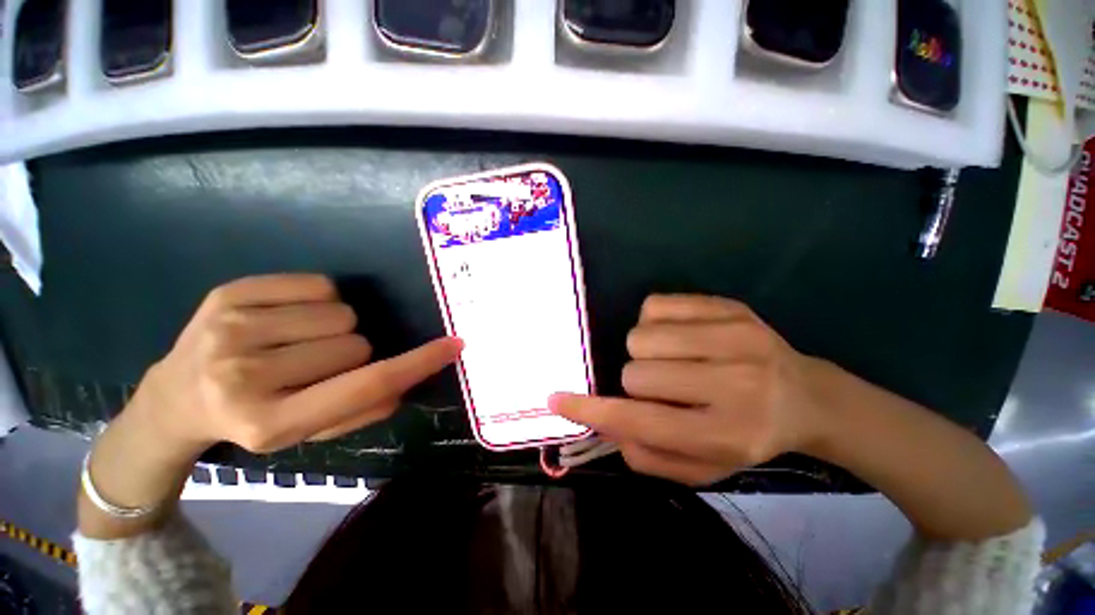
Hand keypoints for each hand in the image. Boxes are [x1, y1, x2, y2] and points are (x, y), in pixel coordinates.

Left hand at [129, 274, 462, 456]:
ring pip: (342, 314)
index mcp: (270, 422)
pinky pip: (318, 285)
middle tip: (317, 368)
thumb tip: (404, 380)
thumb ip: (362, 410)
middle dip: (354, 355)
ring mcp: (231, 329)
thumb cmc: (251, 421)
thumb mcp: (308, 433)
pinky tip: (285, 320)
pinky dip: (318, 301)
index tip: (453, 345)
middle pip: (357, 344)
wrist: (172, 402)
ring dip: (335, 330)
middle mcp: (245, 375)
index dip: (416, 363)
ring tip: (298, 344)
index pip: (366, 385)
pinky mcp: (228, 294)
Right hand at [550, 295, 825, 486]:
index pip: (640, 422)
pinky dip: (652, 322)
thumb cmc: (748, 436)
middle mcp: (734, 385)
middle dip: (635, 383)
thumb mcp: (702, 466)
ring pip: (640, 337)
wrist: (807, 397)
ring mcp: (734, 337)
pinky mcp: (728, 307)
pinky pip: (654, 305)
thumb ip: (648, 455)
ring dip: (643, 352)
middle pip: (636, 373)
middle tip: (661, 387)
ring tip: (671, 360)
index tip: (557, 399)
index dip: (591, 411)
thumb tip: (607, 423)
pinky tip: (677, 335)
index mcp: (726, 434)